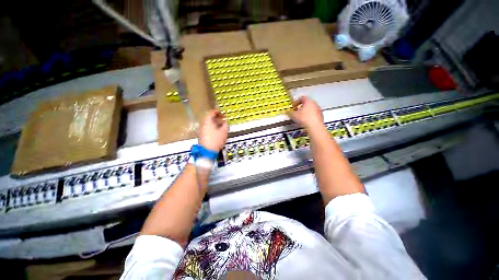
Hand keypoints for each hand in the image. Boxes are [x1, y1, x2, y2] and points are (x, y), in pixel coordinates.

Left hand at [199, 109, 228, 151]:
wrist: (207, 152)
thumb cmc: (215, 141)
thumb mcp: (224, 132)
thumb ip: (225, 125)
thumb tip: (226, 122)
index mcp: (207, 121)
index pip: (211, 112)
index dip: (217, 112)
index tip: (221, 113)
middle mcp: (203, 124)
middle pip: (209, 118)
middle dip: (216, 118)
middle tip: (222, 119)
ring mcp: (201, 130)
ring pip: (208, 124)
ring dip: (214, 124)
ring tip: (221, 127)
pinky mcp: (201, 136)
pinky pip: (207, 129)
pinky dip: (212, 129)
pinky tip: (217, 132)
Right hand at [287, 96, 323, 129]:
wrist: (315, 127)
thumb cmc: (305, 119)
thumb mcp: (294, 115)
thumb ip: (289, 112)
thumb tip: (287, 112)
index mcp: (308, 101)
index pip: (302, 98)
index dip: (296, 102)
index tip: (294, 106)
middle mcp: (315, 104)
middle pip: (307, 103)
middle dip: (302, 107)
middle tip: (298, 111)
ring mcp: (319, 110)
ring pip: (312, 109)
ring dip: (307, 112)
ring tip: (302, 118)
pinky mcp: (321, 117)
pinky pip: (315, 115)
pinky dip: (311, 117)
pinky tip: (307, 122)